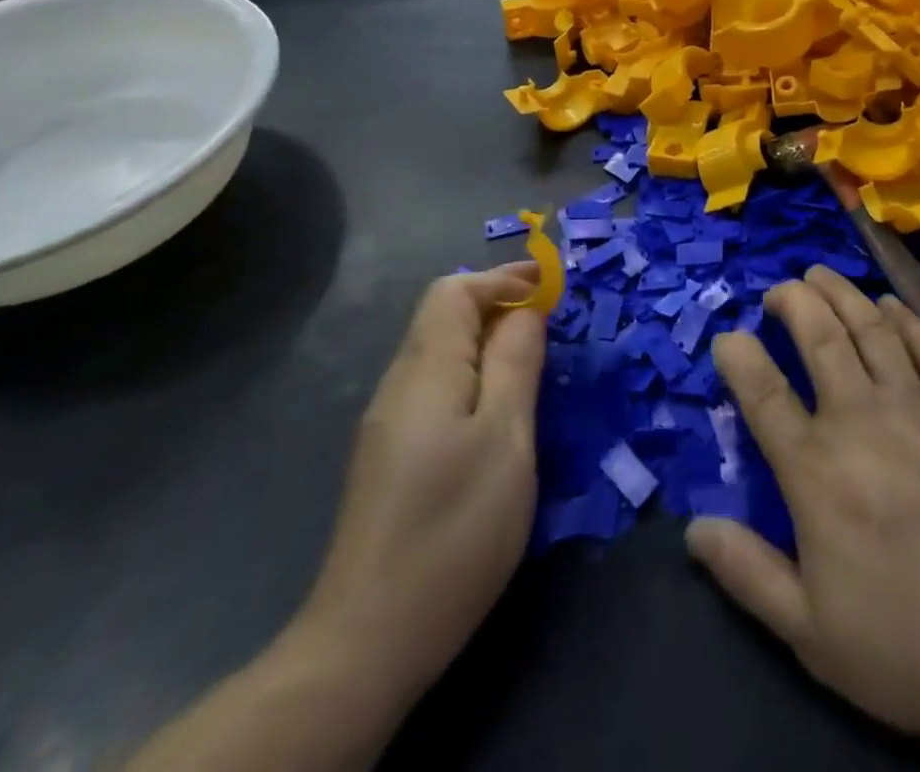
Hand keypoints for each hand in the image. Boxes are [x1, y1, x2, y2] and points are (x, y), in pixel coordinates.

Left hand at [127, 266, 547, 771]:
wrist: (367, 642)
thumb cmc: (452, 530)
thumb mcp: (505, 439)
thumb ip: (516, 363)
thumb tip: (527, 310)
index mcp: (426, 370)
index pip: (456, 290)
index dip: (504, 278)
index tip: (552, 287)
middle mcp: (399, 384)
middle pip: (444, 316)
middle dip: (499, 305)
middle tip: (551, 325)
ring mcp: (389, 423)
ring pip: (441, 353)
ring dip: (487, 342)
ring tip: (533, 364)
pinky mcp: (390, 457)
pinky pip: (436, 389)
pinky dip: (473, 377)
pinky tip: (497, 414)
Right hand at [684, 269, 919, 764]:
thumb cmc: (909, 644)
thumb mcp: (810, 631)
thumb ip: (746, 572)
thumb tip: (692, 530)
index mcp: (814, 469)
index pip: (762, 391)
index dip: (738, 355)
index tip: (727, 339)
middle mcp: (859, 419)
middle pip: (818, 336)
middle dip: (792, 301)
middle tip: (777, 292)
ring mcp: (916, 408)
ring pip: (871, 327)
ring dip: (841, 293)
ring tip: (819, 275)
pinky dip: (907, 320)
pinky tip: (892, 306)